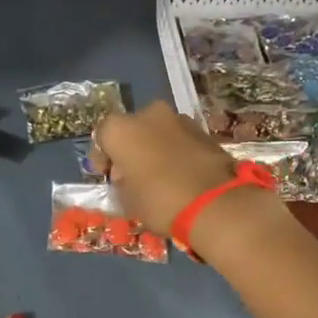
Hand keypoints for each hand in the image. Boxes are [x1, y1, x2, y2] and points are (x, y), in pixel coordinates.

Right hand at [92, 101, 268, 247]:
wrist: (217, 204)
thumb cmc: (160, 201)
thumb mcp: (128, 200)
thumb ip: (122, 182)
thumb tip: (127, 176)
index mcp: (121, 128)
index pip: (101, 137)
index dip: (102, 158)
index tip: (106, 176)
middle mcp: (148, 114)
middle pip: (131, 130)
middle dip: (129, 149)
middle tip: (131, 175)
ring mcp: (179, 119)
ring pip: (157, 132)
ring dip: (153, 148)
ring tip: (158, 176)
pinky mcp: (203, 130)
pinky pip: (179, 139)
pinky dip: (175, 152)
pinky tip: (179, 174)